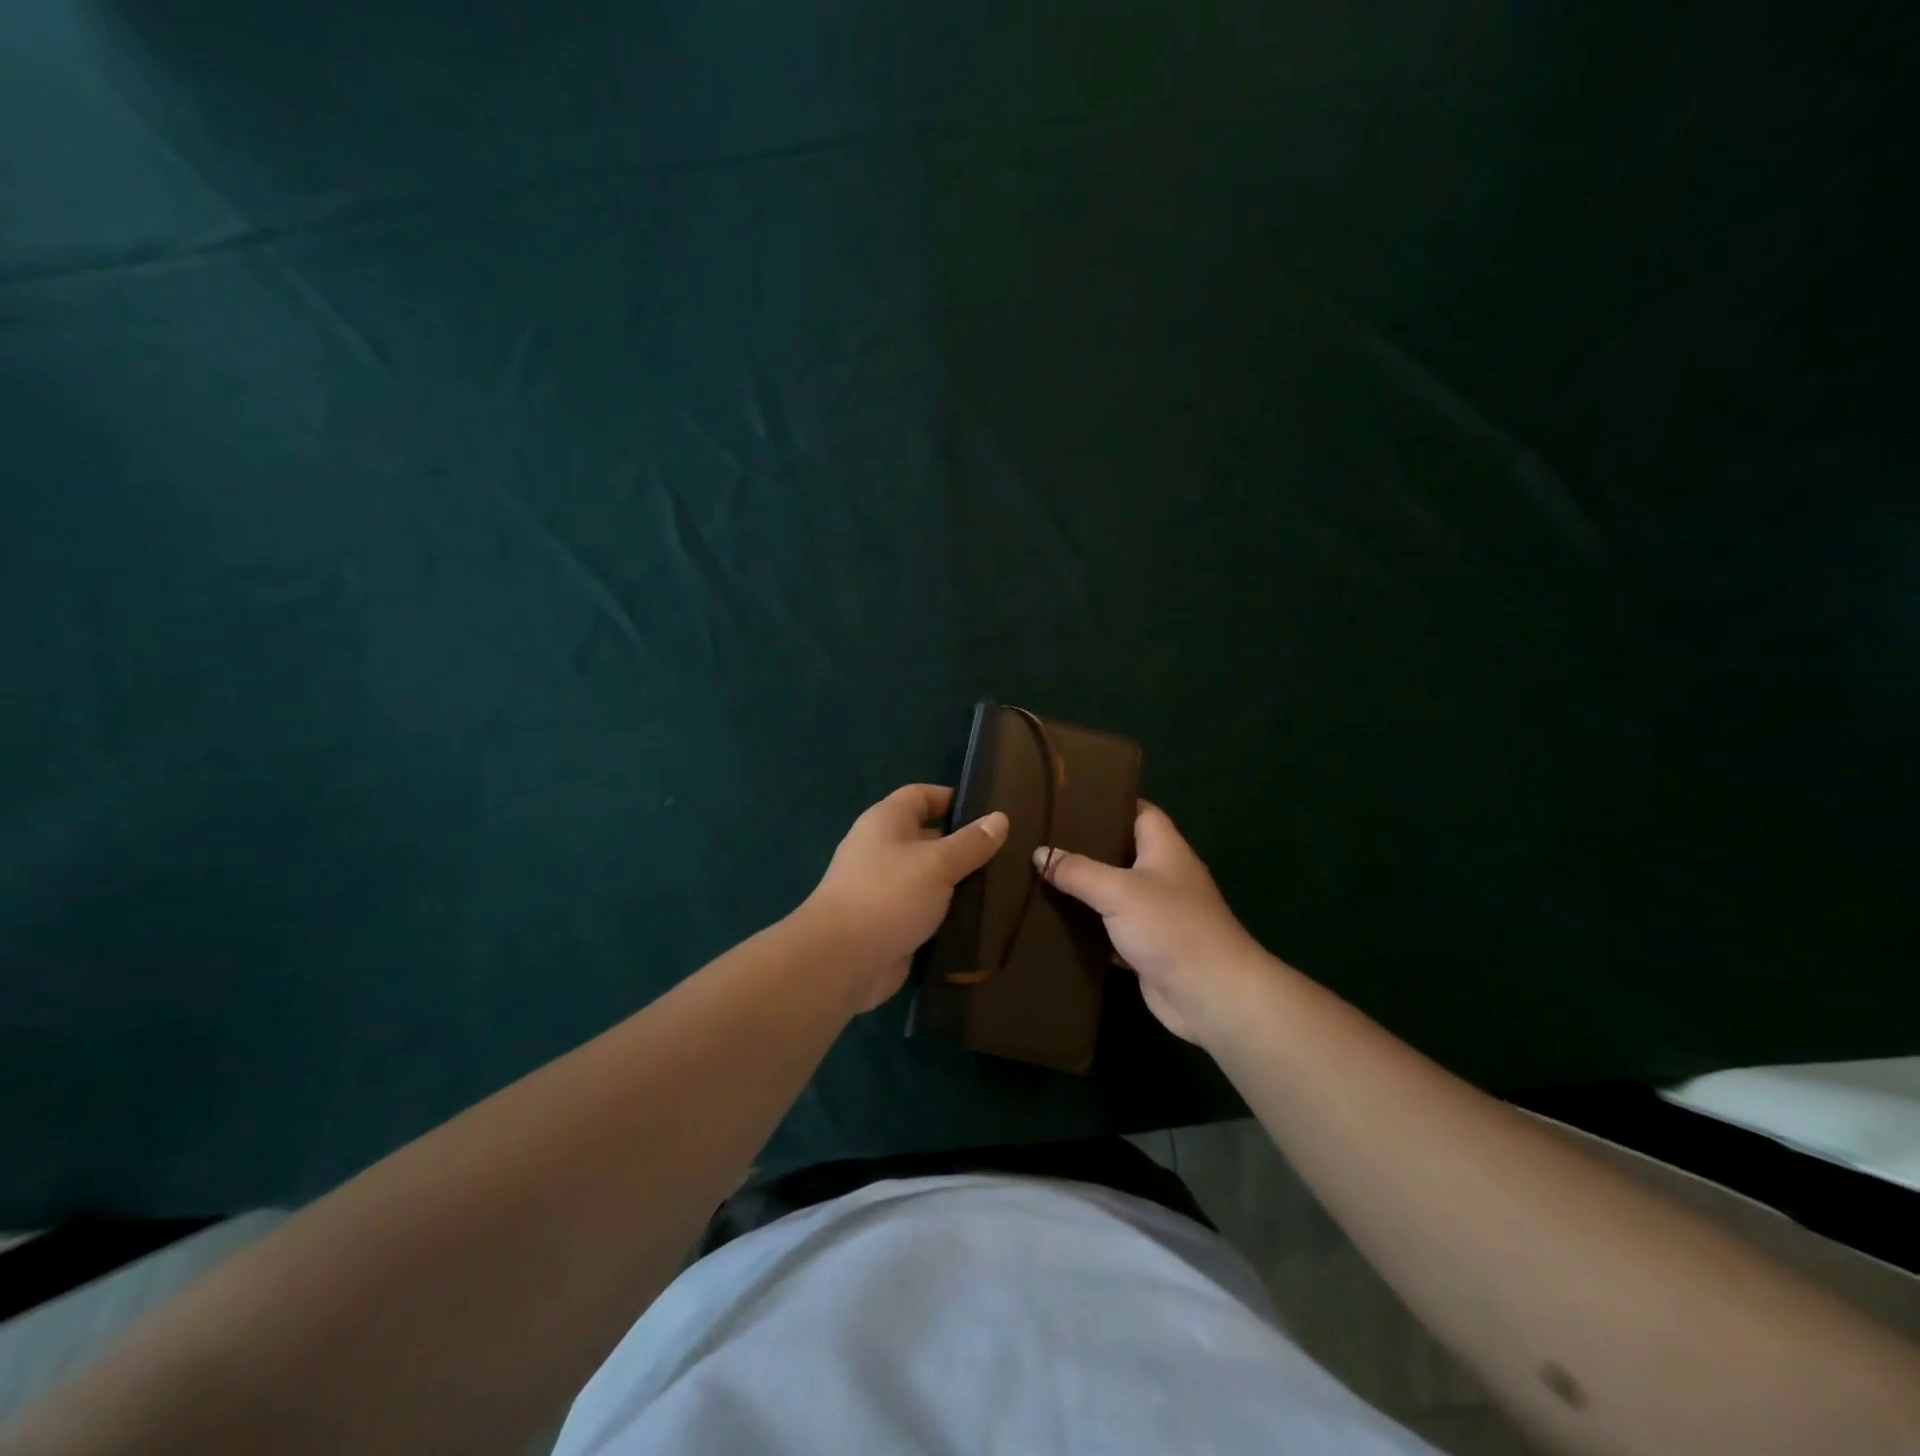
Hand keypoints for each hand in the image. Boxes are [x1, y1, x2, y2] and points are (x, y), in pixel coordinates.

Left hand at [804, 784, 1008, 1011]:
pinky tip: (980, 920)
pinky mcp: (889, 922)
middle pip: (928, 837)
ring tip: (1002, 887)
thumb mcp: (938, 863)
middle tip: (1007, 855)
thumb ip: (971, 842)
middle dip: (963, 845)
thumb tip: (1000, 818)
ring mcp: (884, 888)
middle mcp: (882, 849)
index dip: (953, 799)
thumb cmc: (888, 895)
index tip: (990, 815)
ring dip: (958, 883)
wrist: (841, 961)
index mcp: (886, 821)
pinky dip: (947, 913)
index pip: (922, 796)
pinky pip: (924, 909)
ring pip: (929, 877)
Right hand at [1036, 803, 1275, 1044]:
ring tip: (1036, 874)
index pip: (1138, 810)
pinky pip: (1110, 929)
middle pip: (1119, 851)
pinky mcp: (1146, 946)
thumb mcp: (1119, 891)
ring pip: (1111, 892)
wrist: (1210, 995)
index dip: (1108, 802)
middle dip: (1084, 846)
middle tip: (1040, 838)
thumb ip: (1078, 870)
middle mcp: (1162, 875)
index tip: (1069, 799)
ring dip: (1082, 889)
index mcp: (1164, 848)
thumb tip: (1039, 853)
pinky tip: (1052, 921)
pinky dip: (1087, 927)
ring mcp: (1155, 912)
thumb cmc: (1171, 927)